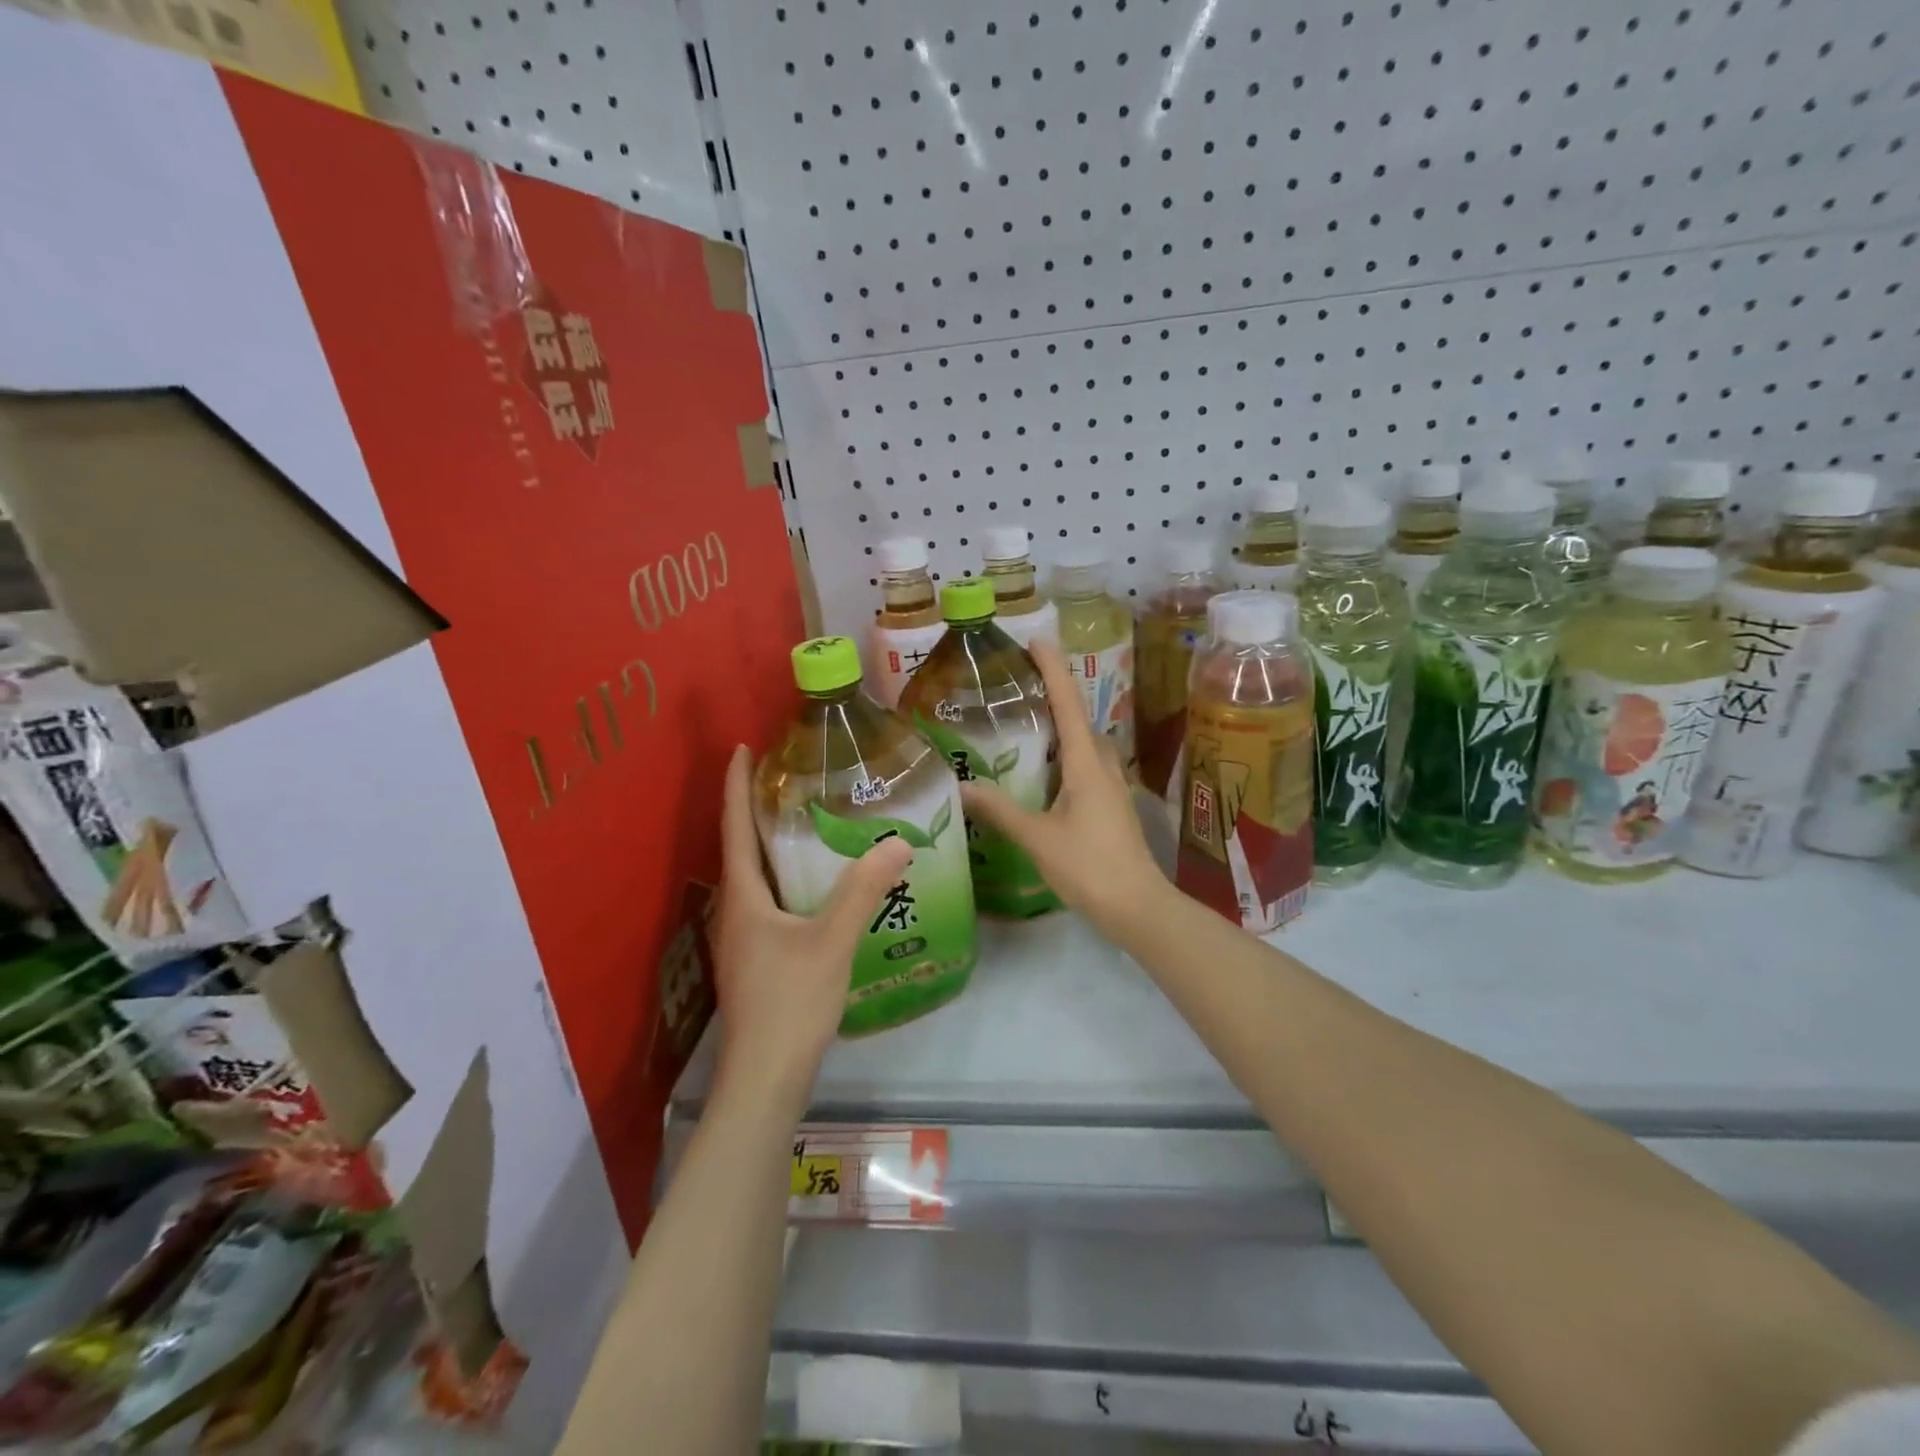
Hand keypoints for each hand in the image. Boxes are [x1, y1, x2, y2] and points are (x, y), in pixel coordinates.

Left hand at [709, 745, 913, 1113]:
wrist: (766, 1077)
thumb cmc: (790, 1002)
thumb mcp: (832, 941)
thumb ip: (863, 891)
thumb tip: (898, 843)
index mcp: (743, 897)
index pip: (734, 826)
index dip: (737, 785)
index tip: (742, 747)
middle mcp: (734, 911)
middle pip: (742, 849)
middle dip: (758, 810)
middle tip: (791, 779)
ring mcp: (743, 939)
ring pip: (756, 879)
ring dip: (773, 846)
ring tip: (808, 823)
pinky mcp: (757, 959)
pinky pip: (769, 902)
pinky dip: (787, 879)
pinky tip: (818, 886)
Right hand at [959, 640, 1168, 937]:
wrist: (1137, 907)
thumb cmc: (1089, 867)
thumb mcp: (1037, 837)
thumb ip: (1000, 810)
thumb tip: (961, 787)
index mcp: (1086, 763)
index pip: (1068, 703)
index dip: (1053, 669)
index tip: (1036, 640)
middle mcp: (1102, 765)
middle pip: (1077, 718)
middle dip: (1053, 693)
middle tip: (1017, 682)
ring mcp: (1110, 786)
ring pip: (1082, 743)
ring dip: (1058, 725)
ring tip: (1024, 720)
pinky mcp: (1110, 806)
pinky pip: (1083, 765)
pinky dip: (1061, 754)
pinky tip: (1040, 770)